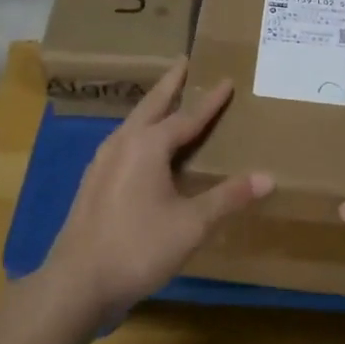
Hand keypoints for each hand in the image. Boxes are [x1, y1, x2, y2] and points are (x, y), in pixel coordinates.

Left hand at [45, 58, 272, 323]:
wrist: (77, 282)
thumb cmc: (138, 247)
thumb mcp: (191, 225)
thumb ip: (227, 198)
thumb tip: (267, 177)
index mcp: (148, 144)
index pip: (188, 116)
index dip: (210, 101)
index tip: (227, 80)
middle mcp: (124, 142)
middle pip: (153, 104)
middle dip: (170, 83)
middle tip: (184, 61)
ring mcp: (103, 160)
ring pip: (134, 122)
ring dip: (153, 106)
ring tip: (167, 100)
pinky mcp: (93, 180)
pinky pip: (123, 141)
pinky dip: (140, 130)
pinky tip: (142, 146)